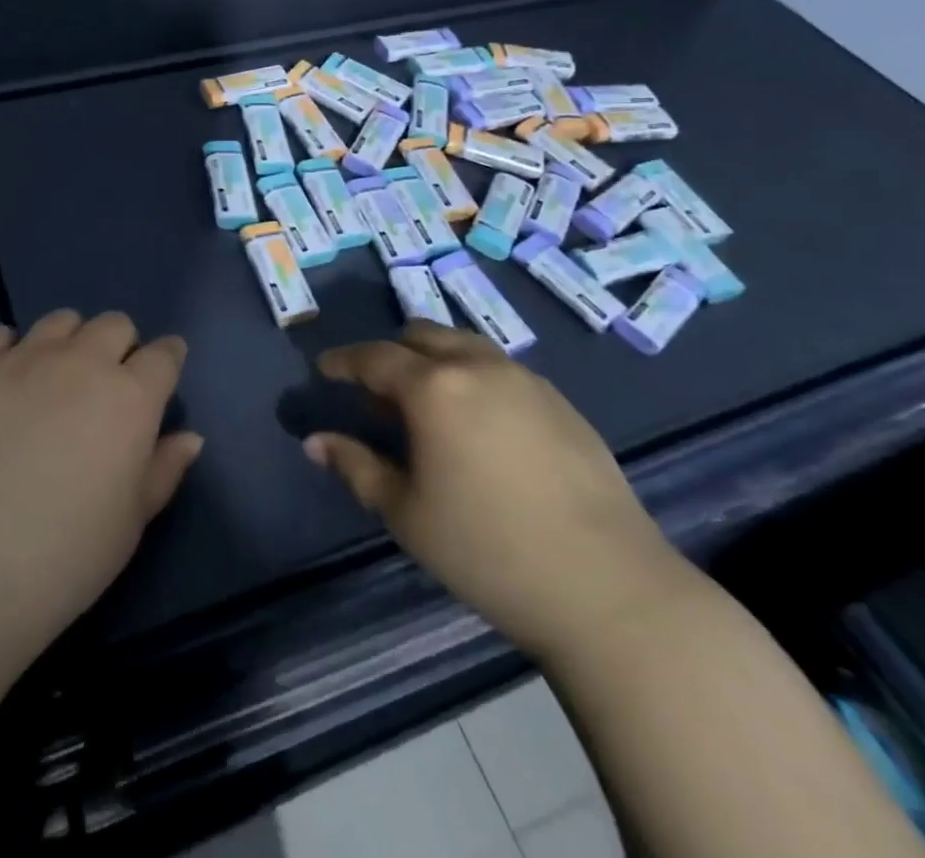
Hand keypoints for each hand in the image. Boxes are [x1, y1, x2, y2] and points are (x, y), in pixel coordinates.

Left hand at [0, 310, 203, 645]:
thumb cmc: (67, 555)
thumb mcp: (132, 521)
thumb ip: (164, 469)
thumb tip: (190, 436)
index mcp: (131, 397)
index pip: (164, 355)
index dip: (167, 360)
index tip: (161, 375)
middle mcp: (82, 362)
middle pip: (114, 324)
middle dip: (119, 346)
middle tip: (104, 386)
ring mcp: (25, 358)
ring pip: (61, 321)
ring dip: (68, 342)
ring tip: (53, 380)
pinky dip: (8, 350)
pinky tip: (4, 382)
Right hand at [306, 321, 693, 660]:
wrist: (609, 589)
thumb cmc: (488, 551)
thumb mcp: (406, 513)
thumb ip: (355, 466)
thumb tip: (315, 442)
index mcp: (434, 388)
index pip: (375, 357)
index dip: (343, 361)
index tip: (325, 369)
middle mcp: (478, 367)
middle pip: (422, 335)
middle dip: (392, 352)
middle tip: (378, 390)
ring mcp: (526, 380)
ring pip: (466, 346)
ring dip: (436, 360)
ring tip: (428, 404)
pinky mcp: (561, 402)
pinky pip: (501, 370)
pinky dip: (474, 377)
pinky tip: (480, 424)